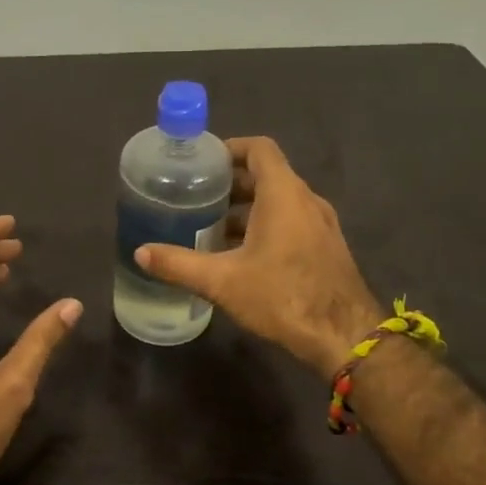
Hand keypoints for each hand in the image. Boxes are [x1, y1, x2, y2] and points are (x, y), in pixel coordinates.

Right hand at [135, 137, 379, 376]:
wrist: (345, 337)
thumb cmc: (283, 297)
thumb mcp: (222, 281)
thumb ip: (179, 264)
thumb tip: (140, 253)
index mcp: (283, 194)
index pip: (259, 148)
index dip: (230, 148)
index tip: (202, 163)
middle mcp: (306, 200)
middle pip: (267, 174)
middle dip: (231, 182)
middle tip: (196, 196)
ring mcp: (320, 224)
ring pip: (279, 201)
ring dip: (247, 207)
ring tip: (211, 226)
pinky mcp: (325, 247)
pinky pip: (291, 221)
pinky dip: (265, 225)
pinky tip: (240, 255)